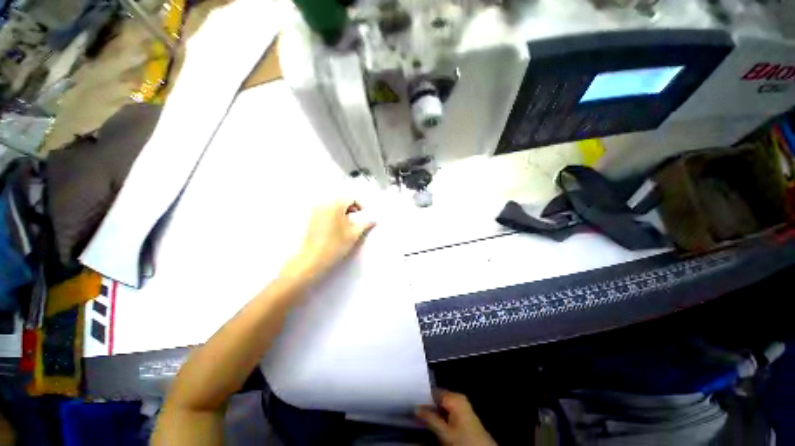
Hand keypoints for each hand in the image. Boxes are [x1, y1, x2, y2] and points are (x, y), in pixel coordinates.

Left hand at [284, 198, 375, 281]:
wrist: (313, 259)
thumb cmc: (334, 246)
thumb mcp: (354, 235)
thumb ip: (365, 225)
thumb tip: (372, 221)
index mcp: (335, 206)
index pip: (351, 198)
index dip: (359, 206)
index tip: (362, 215)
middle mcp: (324, 205)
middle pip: (341, 201)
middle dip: (350, 209)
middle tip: (355, 220)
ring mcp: (315, 212)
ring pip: (332, 206)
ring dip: (341, 212)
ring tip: (346, 225)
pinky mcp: (311, 219)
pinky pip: (325, 212)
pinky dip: (332, 216)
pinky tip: (335, 229)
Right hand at [416, 391, 496, 445]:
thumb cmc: (465, 441)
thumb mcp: (445, 432)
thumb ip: (430, 418)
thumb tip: (416, 407)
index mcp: (455, 397)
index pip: (433, 391)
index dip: (422, 397)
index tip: (411, 402)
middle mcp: (458, 399)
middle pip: (437, 399)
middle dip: (427, 406)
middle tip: (414, 412)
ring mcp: (462, 408)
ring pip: (441, 407)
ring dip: (432, 413)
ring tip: (420, 418)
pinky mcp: (463, 418)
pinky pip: (447, 413)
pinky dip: (439, 418)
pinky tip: (432, 423)